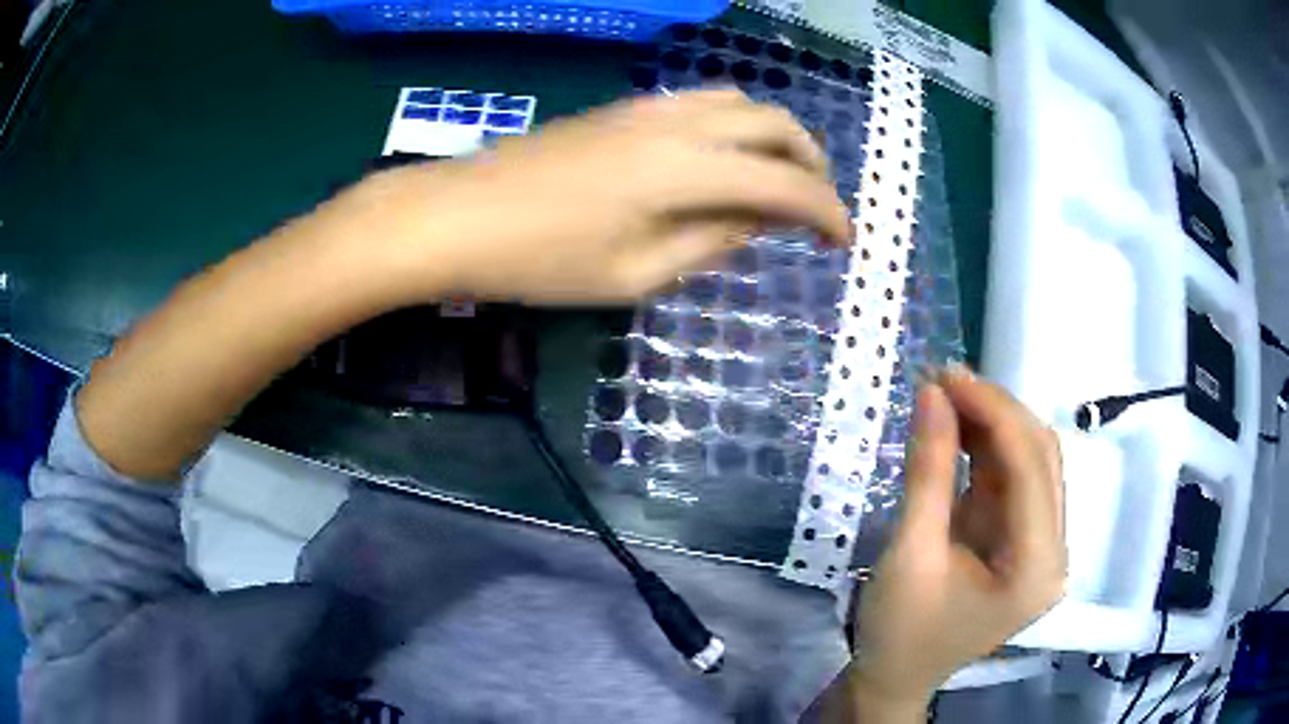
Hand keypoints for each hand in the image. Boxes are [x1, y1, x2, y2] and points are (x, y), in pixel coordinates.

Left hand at [327, 89, 851, 304]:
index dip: (826, 213)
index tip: (843, 242)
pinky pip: (700, 104)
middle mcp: (677, 123)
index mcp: (686, 170)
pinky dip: (733, 128)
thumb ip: (708, 242)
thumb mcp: (634, 275)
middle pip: (774, 122)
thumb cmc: (539, 261)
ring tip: (775, 182)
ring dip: (773, 138)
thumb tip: (754, 220)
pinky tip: (721, 163)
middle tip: (815, 208)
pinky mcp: (622, 109)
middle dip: (811, 163)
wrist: (456, 215)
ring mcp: (646, 108)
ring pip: (738, 102)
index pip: (785, 183)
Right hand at [846, 365, 1065, 713]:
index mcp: (1037, 568)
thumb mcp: (909, 553)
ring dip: (991, 424)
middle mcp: (1053, 551)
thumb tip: (931, 393)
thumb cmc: (899, 632)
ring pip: (1030, 462)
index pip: (1031, 467)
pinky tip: (958, 428)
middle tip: (941, 382)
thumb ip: (928, 471)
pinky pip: (1013, 479)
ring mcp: (1041, 545)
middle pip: (1040, 458)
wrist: (895, 677)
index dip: (992, 411)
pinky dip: (986, 449)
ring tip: (945, 397)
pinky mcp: (1023, 541)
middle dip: (995, 411)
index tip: (944, 376)